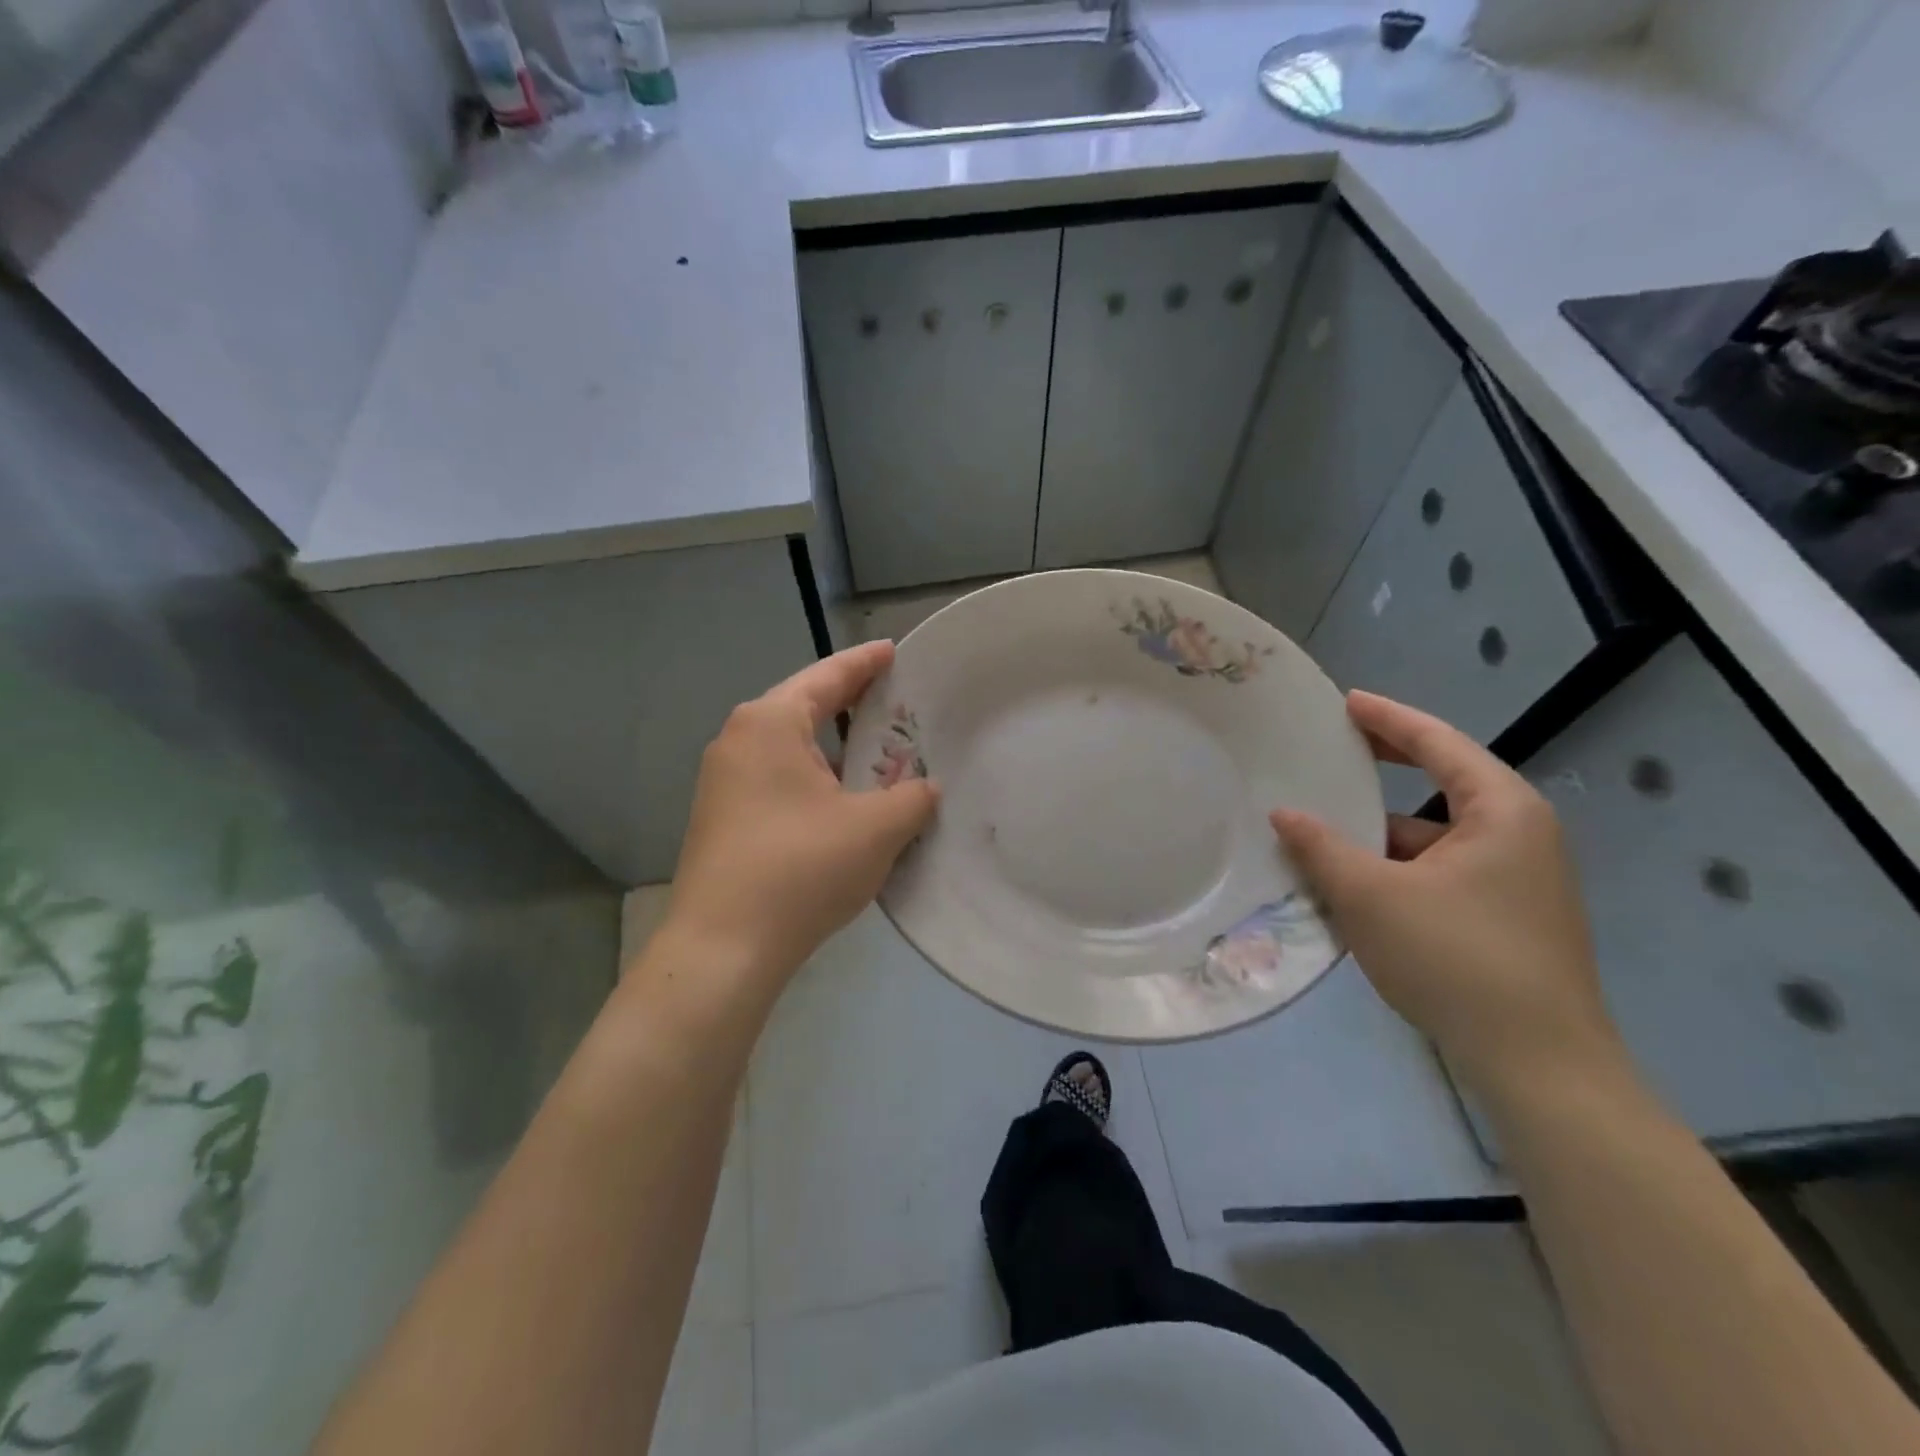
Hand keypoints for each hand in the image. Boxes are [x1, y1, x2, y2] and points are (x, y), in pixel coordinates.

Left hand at [651, 641, 938, 1014]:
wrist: (722, 949)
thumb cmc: (801, 870)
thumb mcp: (876, 829)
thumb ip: (912, 797)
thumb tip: (925, 788)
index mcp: (771, 722)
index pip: (829, 676)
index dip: (867, 663)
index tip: (895, 651)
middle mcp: (740, 739)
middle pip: (806, 707)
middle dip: (853, 705)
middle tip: (899, 705)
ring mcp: (724, 780)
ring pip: (792, 748)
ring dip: (836, 749)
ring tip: (879, 754)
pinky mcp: (723, 817)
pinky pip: (779, 778)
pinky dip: (816, 778)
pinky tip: (844, 802)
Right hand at [1271, 691, 1624, 1098]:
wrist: (1538, 1064)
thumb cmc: (1455, 959)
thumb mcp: (1370, 896)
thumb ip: (1321, 847)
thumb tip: (1284, 813)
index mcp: (1501, 811)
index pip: (1438, 742)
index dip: (1387, 719)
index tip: (1345, 701)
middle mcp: (1519, 833)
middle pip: (1443, 781)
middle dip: (1386, 766)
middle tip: (1333, 748)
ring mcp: (1518, 878)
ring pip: (1436, 834)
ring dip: (1382, 830)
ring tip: (1324, 826)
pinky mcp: (1507, 915)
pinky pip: (1441, 869)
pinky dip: (1397, 866)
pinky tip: (1354, 882)